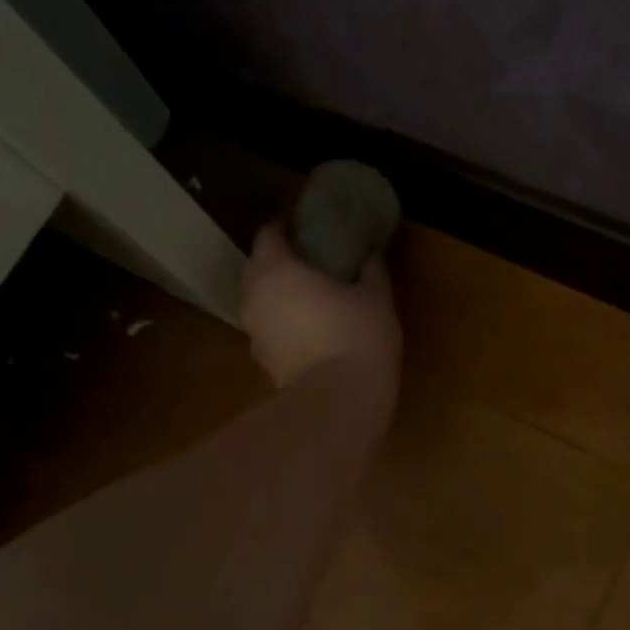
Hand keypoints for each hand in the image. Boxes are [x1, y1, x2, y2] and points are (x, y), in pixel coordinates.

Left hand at [240, 222, 402, 391]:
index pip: (268, 234)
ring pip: (261, 301)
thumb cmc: (357, 337)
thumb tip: (371, 253)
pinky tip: (310, 332)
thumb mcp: (376, 298)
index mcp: (275, 269)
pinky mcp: (262, 362)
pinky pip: (269, 330)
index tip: (306, 228)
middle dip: (280, 262)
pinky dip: (283, 325)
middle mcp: (253, 296)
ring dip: (280, 296)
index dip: (285, 227)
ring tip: (311, 298)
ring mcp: (253, 332)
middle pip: (259, 268)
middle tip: (311, 262)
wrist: (338, 402)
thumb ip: (371, 270)